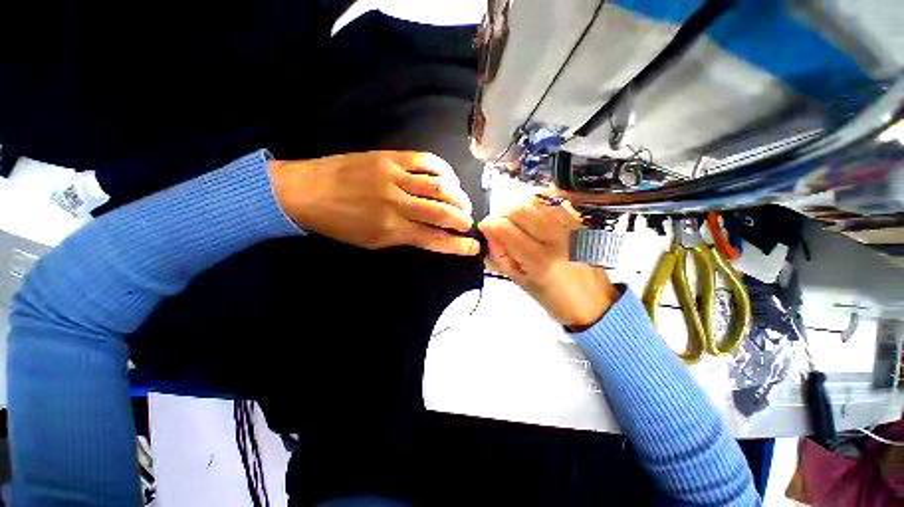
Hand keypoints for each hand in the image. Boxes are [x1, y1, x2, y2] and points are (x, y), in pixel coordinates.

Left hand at [270, 151, 479, 255]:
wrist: (305, 191)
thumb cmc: (339, 224)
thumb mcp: (372, 241)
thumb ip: (404, 238)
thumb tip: (431, 234)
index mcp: (392, 230)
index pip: (434, 239)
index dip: (458, 245)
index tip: (474, 246)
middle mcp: (397, 204)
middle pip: (442, 212)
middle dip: (462, 218)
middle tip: (468, 221)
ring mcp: (394, 177)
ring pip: (439, 186)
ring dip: (458, 196)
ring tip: (462, 201)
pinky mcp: (389, 157)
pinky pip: (425, 160)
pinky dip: (444, 169)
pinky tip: (450, 177)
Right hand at [478, 196, 620, 328]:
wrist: (595, 302)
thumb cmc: (554, 298)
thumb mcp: (520, 282)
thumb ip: (500, 255)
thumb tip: (489, 232)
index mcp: (539, 260)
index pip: (505, 228)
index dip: (490, 224)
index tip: (486, 226)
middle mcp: (557, 239)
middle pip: (520, 208)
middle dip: (504, 213)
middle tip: (502, 224)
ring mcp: (572, 227)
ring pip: (536, 199)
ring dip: (521, 207)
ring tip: (520, 221)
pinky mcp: (582, 221)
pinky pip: (556, 199)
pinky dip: (540, 201)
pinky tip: (537, 213)